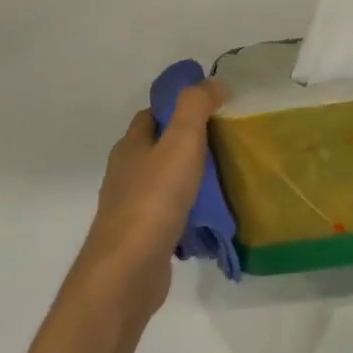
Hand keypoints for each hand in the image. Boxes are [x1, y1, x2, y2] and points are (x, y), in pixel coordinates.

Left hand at [69, 80, 228, 321]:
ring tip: (225, 178)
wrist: (128, 271)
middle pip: (158, 149)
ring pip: (164, 182)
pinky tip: (210, 217)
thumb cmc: (154, 199)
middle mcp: (126, 174)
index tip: (211, 108)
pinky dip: (189, 211)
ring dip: (189, 178)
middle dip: (188, 143)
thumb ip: (196, 107)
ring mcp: (132, 208)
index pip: (151, 115)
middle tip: (226, 142)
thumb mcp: (180, 142)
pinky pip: (170, 214)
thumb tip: (214, 82)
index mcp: (130, 147)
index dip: (177, 107)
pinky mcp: (143, 238)